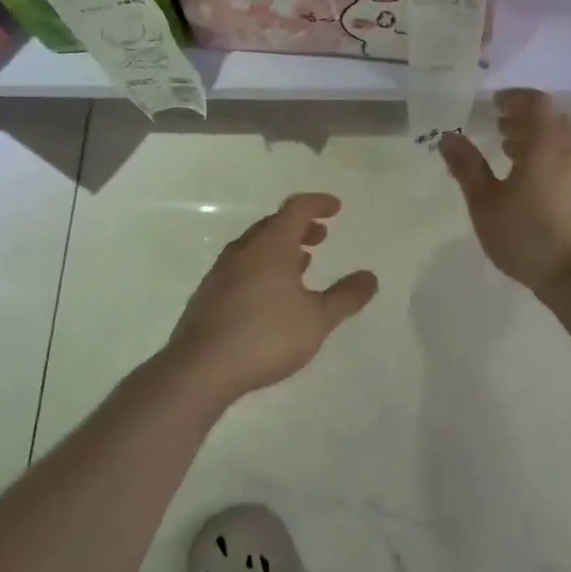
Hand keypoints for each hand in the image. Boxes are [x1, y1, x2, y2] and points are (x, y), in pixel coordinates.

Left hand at [164, 193, 379, 401]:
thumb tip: (370, 277)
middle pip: (274, 225)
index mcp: (271, 246)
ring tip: (301, 265)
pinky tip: (270, 294)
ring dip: (281, 248)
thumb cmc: (266, 336)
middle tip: (320, 237)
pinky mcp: (208, 294)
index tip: (335, 208)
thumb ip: (345, 297)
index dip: (318, 204)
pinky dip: (263, 266)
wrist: (200, 367)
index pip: (296, 209)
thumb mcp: (317, 320)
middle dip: (300, 226)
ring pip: (256, 246)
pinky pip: (242, 266)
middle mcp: (244, 250)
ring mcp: (221, 271)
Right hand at [439, 90, 570, 299]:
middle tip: (499, 130)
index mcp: (548, 143)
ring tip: (513, 156)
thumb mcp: (486, 205)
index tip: (494, 104)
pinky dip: (555, 160)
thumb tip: (449, 136)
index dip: (514, 98)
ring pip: (566, 142)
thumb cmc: (531, 238)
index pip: (535, 102)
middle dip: (525, 120)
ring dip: (540, 141)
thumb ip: (467, 167)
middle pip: (552, 120)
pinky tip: (538, 186)